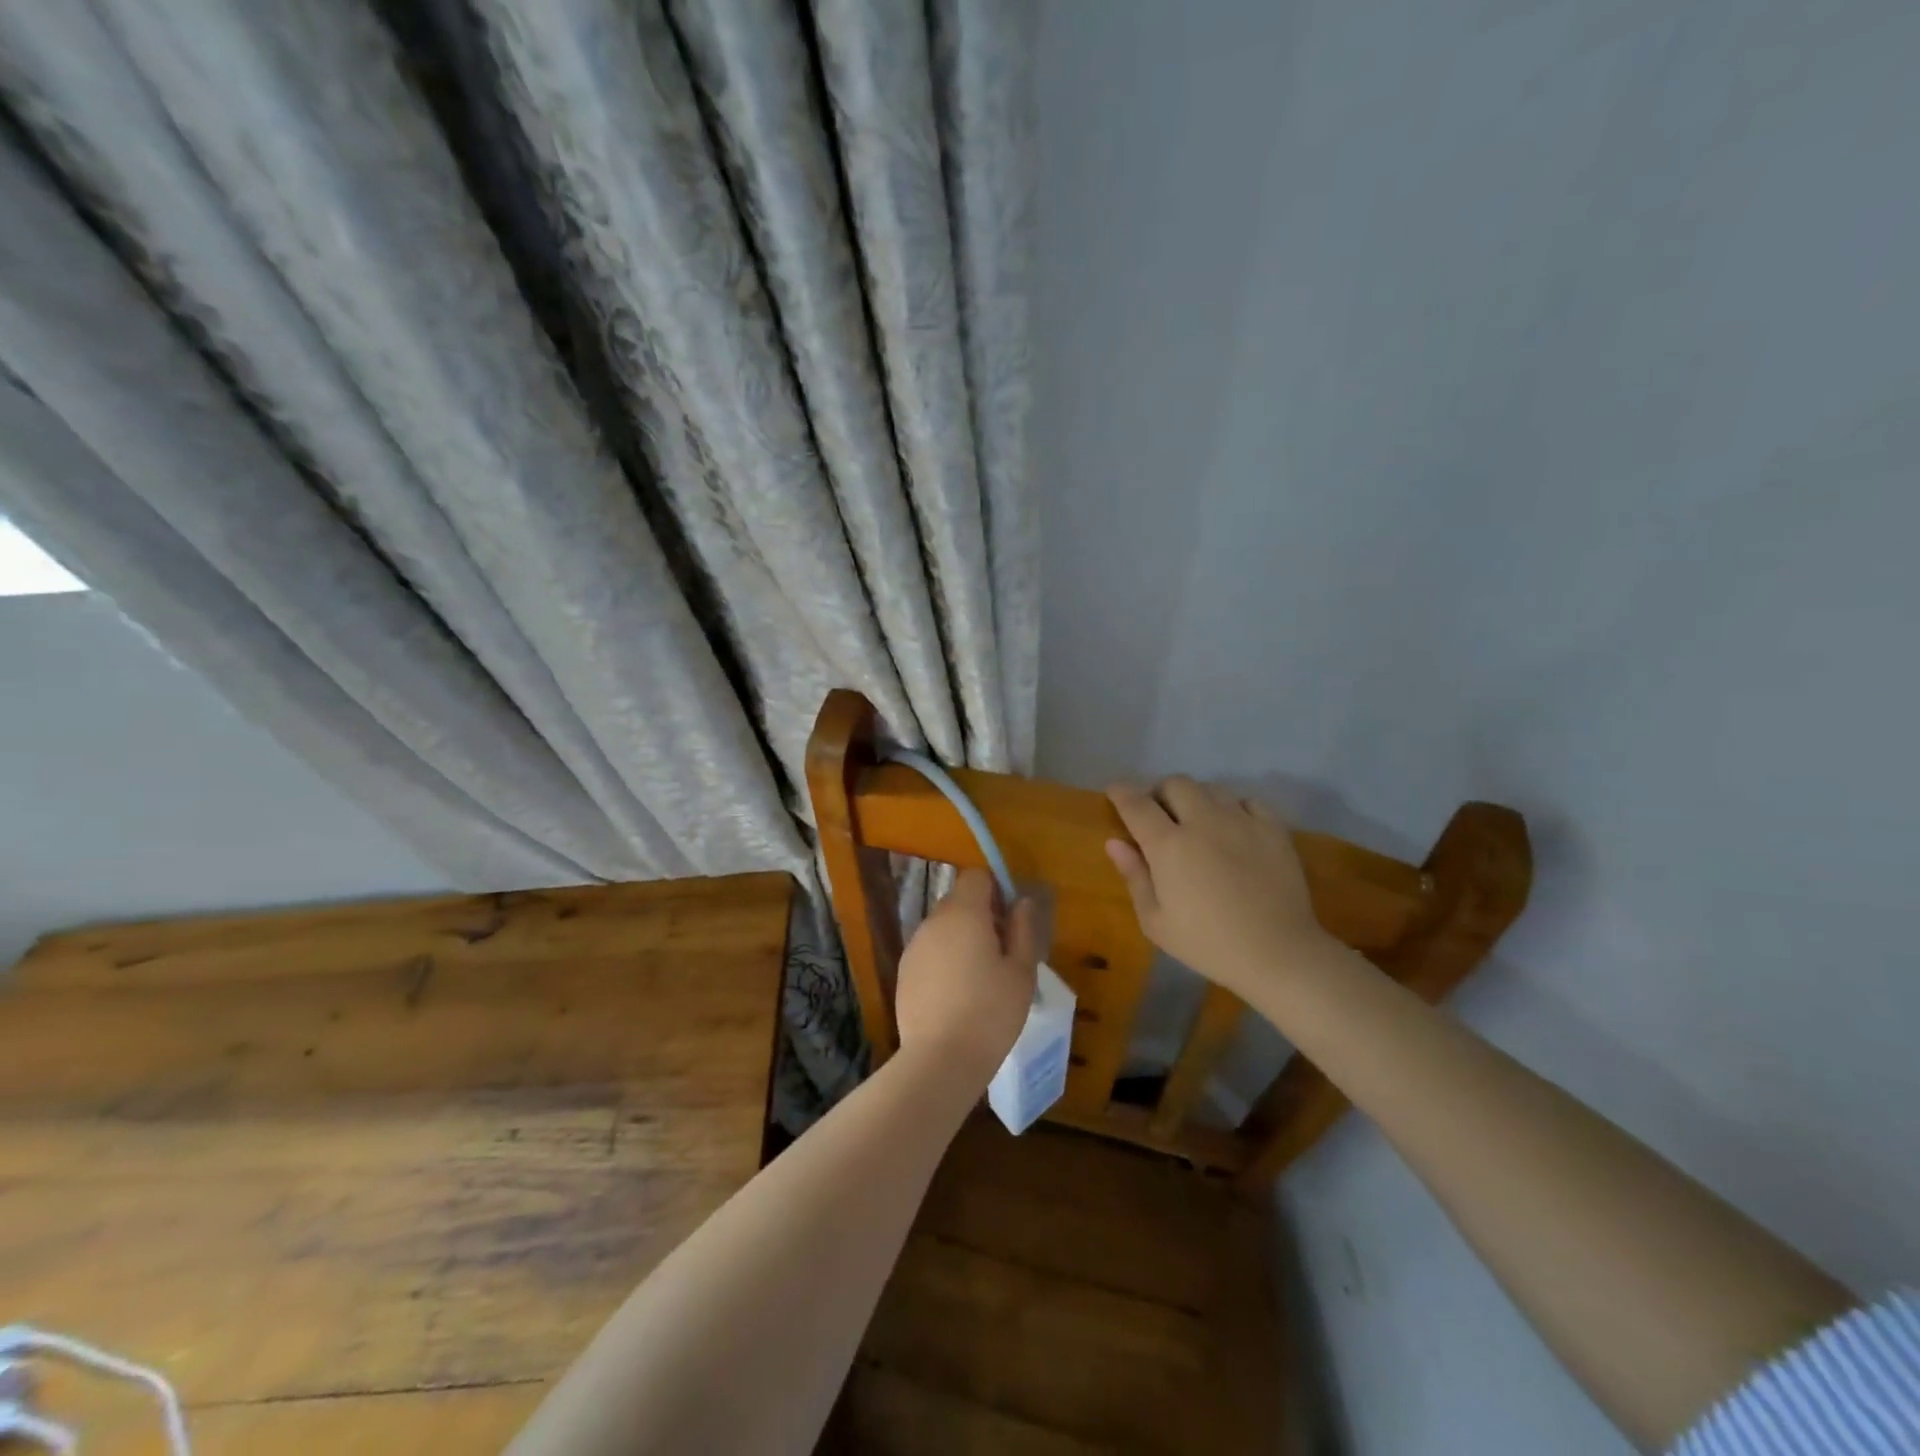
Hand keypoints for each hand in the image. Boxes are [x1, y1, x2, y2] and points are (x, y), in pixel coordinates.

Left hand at [894, 869, 1039, 1085]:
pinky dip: (943, 961)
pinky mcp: (903, 972)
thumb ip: (1023, 929)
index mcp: (964, 913)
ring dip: (961, 939)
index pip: (975, 877)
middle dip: (980, 915)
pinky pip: (929, 952)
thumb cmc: (991, 1012)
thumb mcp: (1022, 972)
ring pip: (942, 928)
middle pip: (958, 901)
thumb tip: (1021, 901)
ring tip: (979, 979)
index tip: (1009, 918)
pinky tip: (956, 995)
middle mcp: (934, 921)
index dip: (994, 889)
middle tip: (1001, 952)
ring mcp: (914, 946)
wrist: (940, 1059)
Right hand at [1104, 777, 1331, 998]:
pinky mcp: (1273, 829)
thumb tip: (1115, 842)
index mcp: (1169, 845)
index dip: (1121, 793)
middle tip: (1159, 815)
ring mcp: (1242, 821)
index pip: (1137, 805)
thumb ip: (1134, 876)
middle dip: (1160, 793)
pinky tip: (1234, 829)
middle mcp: (1203, 822)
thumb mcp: (1156, 921)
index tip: (1115, 791)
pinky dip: (1234, 808)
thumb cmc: (1207, 943)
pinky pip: (1248, 801)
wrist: (1277, 954)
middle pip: (1175, 784)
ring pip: (1212, 788)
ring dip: (1197, 799)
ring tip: (1198, 822)